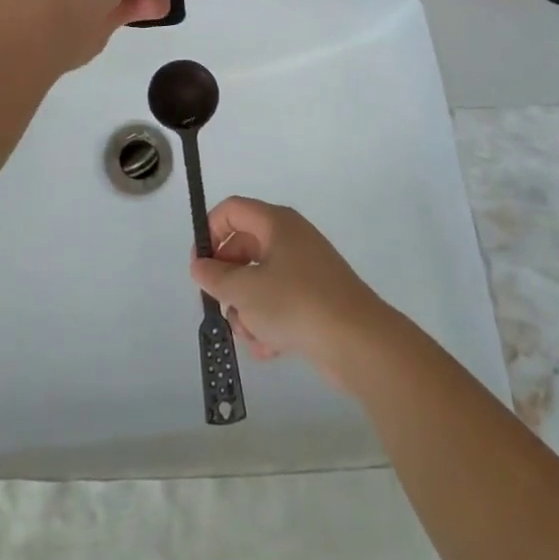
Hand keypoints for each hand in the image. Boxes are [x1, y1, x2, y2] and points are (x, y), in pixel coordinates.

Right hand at [190, 197, 394, 390]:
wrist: (359, 342)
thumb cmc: (296, 304)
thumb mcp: (245, 290)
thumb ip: (215, 277)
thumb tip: (200, 266)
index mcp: (276, 223)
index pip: (231, 210)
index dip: (209, 233)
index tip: (199, 267)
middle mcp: (291, 238)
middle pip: (243, 248)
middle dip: (228, 282)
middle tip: (221, 306)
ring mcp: (305, 269)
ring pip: (259, 282)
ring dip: (248, 310)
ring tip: (252, 335)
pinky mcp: (315, 299)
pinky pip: (279, 304)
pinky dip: (269, 324)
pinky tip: (269, 349)